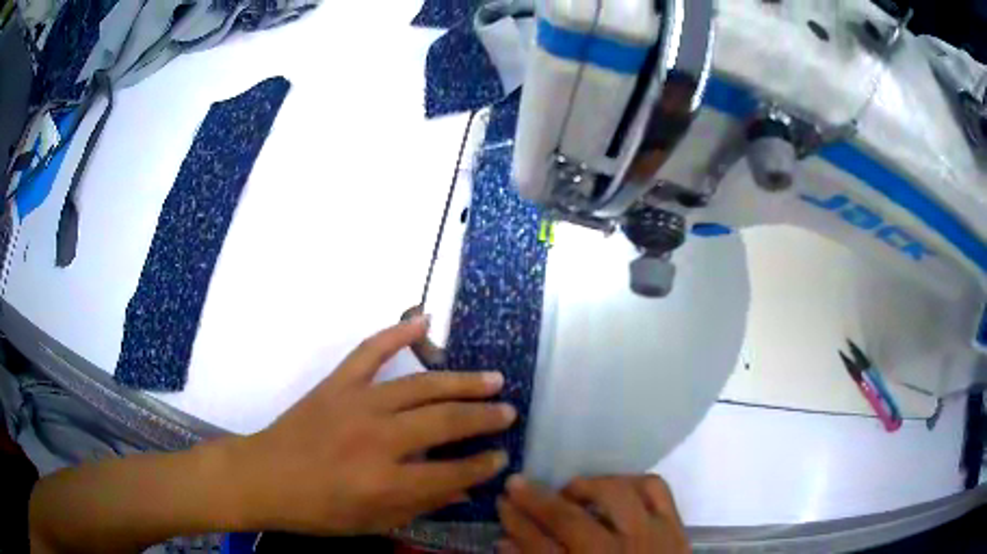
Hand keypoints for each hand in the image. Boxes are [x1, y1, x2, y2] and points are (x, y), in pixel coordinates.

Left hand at [233, 316, 514, 534]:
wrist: (263, 477)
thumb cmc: (317, 510)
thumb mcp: (372, 522)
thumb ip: (420, 504)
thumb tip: (465, 489)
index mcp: (385, 482)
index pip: (451, 472)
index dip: (481, 465)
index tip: (501, 456)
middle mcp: (377, 439)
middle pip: (444, 423)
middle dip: (483, 418)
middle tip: (508, 411)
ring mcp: (356, 404)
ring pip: (421, 386)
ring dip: (461, 382)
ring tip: (493, 379)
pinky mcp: (337, 384)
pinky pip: (370, 350)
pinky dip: (397, 332)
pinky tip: (424, 320)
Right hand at [497, 475, 688, 552]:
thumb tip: (505, 542)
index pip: (539, 546)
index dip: (516, 522)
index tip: (501, 502)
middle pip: (570, 520)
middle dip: (537, 499)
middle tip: (519, 486)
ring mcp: (652, 537)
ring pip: (616, 494)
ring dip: (586, 487)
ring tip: (571, 492)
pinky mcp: (676, 526)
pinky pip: (656, 488)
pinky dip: (631, 481)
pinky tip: (616, 488)